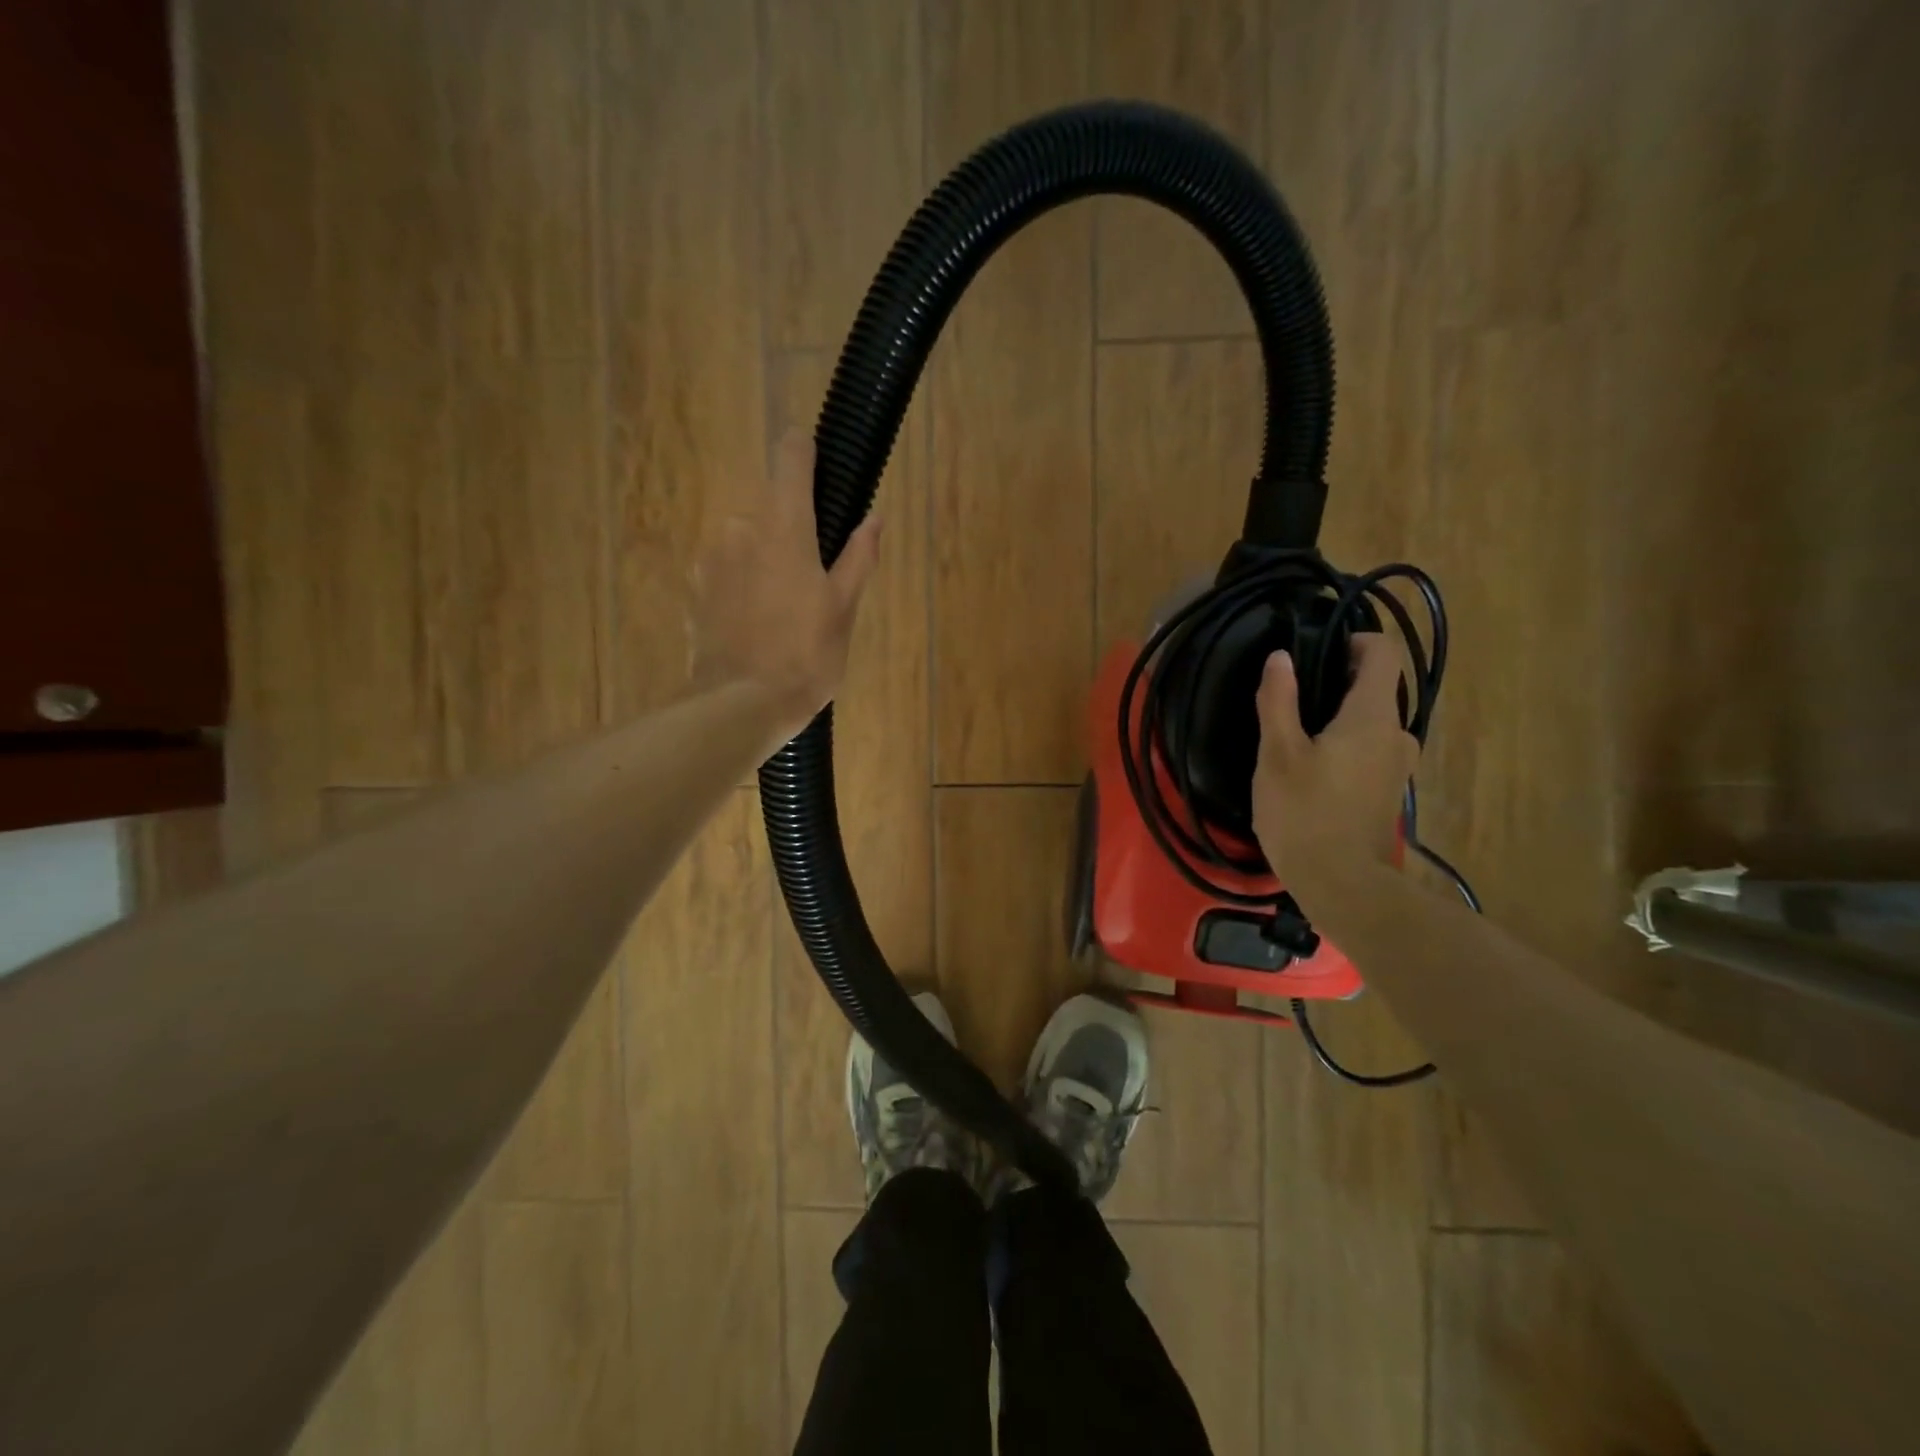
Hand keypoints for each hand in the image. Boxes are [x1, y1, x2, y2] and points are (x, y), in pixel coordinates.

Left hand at [691, 432, 882, 738]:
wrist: (741, 705)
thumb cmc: (805, 655)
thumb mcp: (844, 609)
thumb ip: (858, 557)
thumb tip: (874, 518)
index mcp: (783, 527)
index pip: (789, 459)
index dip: (802, 449)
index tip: (811, 451)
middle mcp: (740, 530)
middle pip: (770, 512)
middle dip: (790, 536)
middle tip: (812, 582)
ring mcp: (711, 561)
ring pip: (745, 545)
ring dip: (764, 563)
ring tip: (783, 614)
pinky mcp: (694, 592)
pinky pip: (725, 574)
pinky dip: (742, 588)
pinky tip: (755, 627)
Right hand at [1252, 634, 1419, 891]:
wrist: (1342, 885)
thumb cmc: (1304, 813)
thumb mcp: (1278, 754)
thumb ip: (1279, 700)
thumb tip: (1281, 658)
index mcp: (1373, 716)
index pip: (1384, 654)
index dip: (1354, 640)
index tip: (1316, 651)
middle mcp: (1396, 734)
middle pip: (1376, 687)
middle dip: (1337, 682)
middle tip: (1290, 698)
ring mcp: (1397, 765)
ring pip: (1371, 722)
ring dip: (1339, 717)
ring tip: (1295, 735)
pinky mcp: (1389, 791)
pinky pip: (1370, 749)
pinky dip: (1345, 744)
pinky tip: (1311, 768)